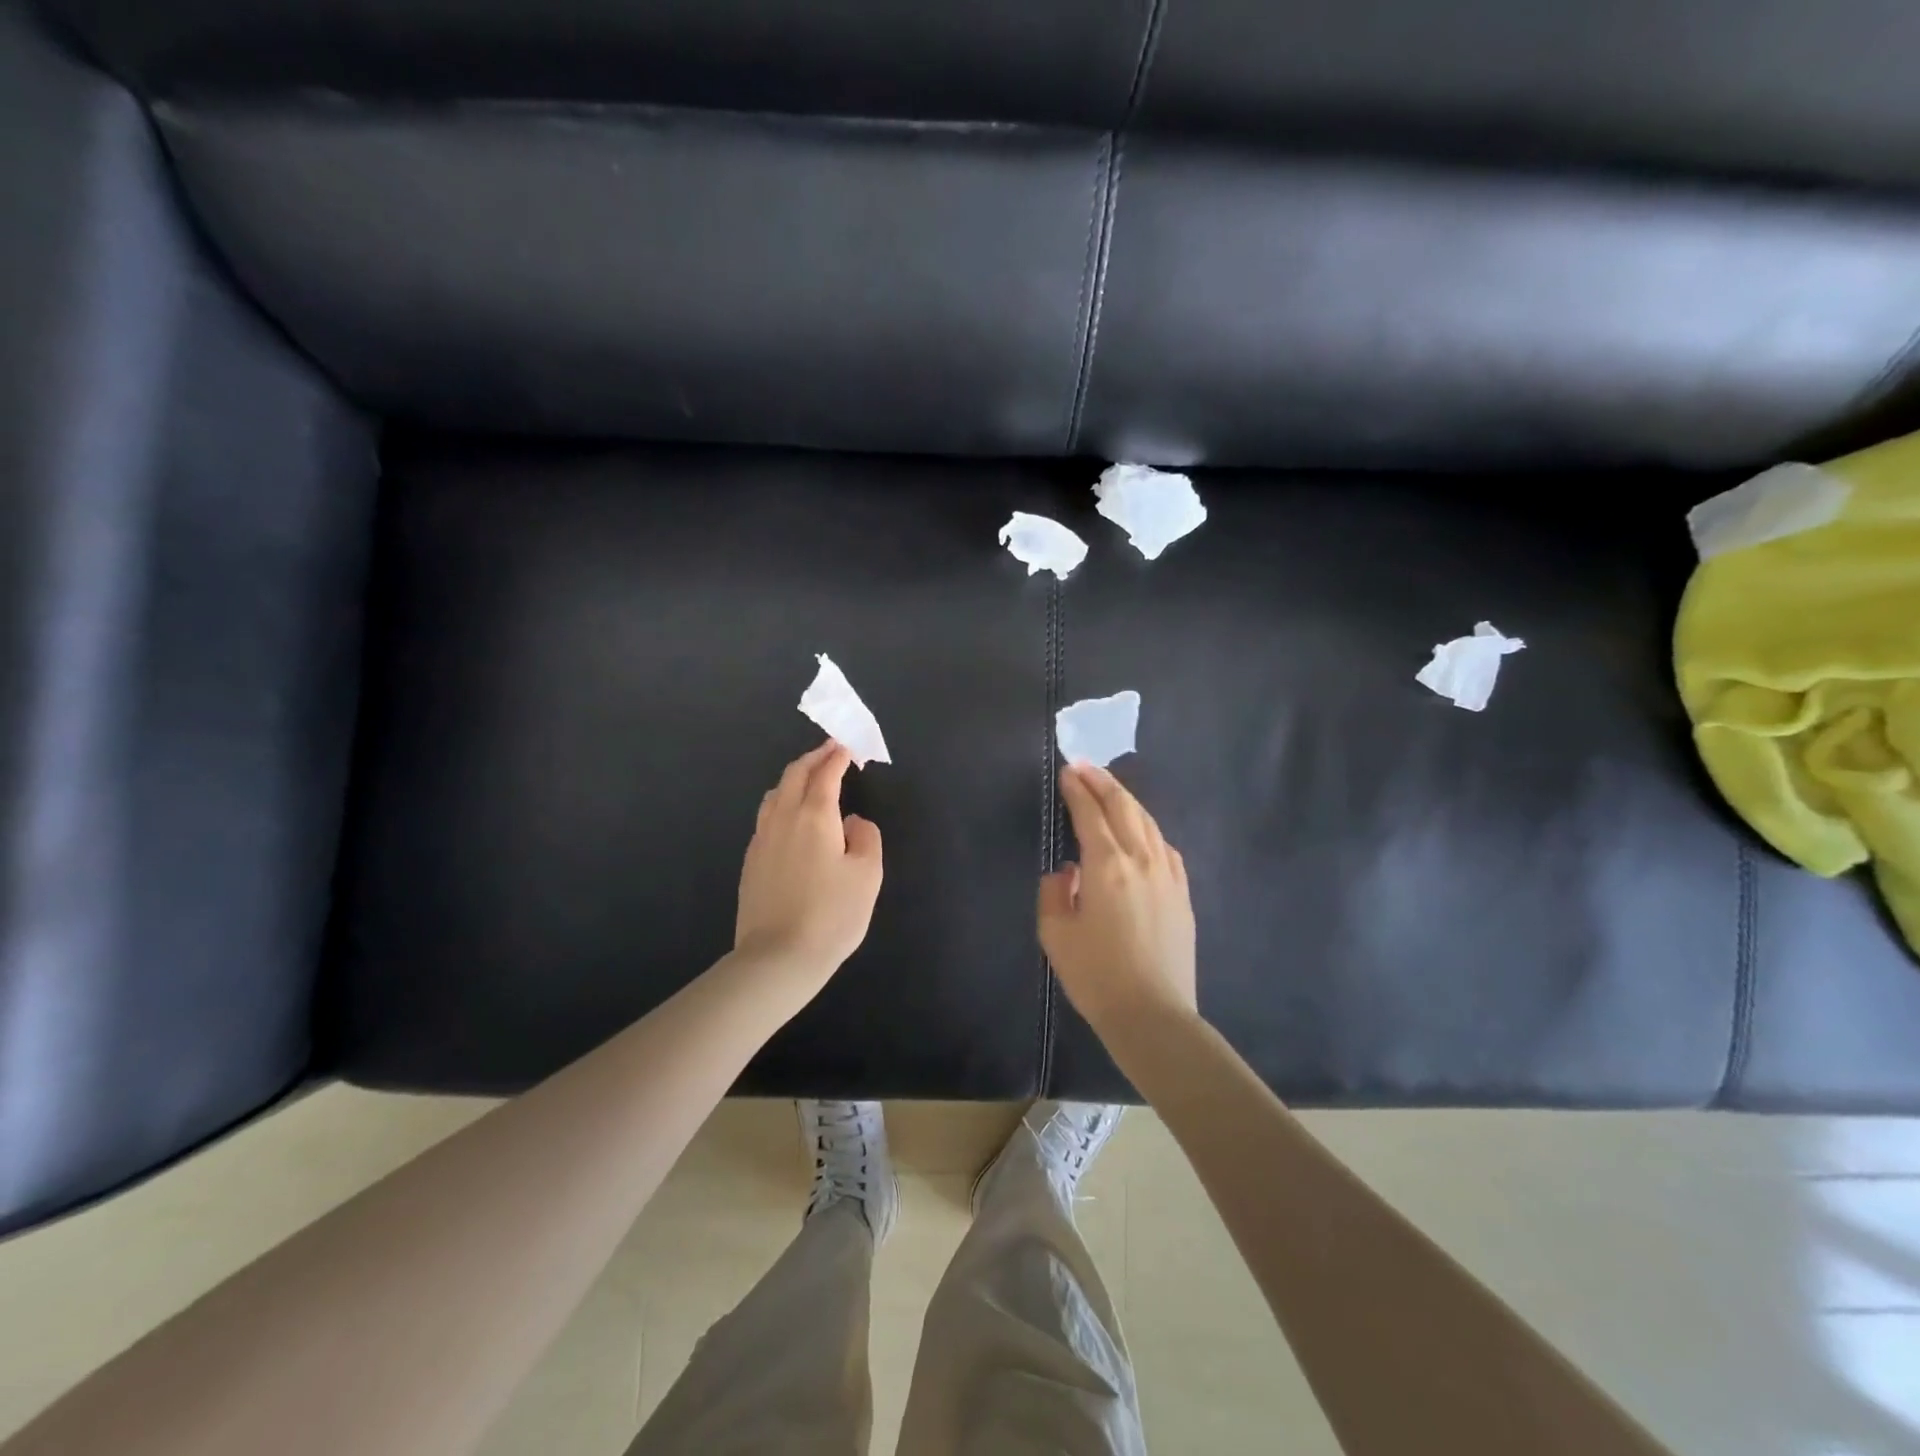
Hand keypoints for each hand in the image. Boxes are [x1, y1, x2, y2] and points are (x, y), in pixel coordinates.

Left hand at [735, 742, 883, 984]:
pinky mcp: (750, 861)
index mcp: (814, 816)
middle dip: (813, 759)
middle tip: (829, 751)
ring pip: (774, 794)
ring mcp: (761, 840)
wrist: (778, 957)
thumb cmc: (832, 914)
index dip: (837, 757)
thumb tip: (852, 822)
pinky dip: (780, 802)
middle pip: (794, 776)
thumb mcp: (868, 875)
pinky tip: (789, 818)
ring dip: (793, 778)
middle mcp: (783, 818)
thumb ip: (866, 837)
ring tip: (808, 779)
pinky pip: (765, 817)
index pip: (825, 774)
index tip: (847, 746)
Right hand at [1039, 764, 1196, 1036]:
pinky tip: (1142, 830)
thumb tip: (1067, 872)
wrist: (1154, 1015)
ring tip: (1110, 789)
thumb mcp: (1056, 935)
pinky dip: (1148, 827)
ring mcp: (1168, 874)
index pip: (1090, 813)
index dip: (1077, 789)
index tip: (1067, 771)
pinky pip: (1165, 846)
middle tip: (1085, 767)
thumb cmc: (1097, 976)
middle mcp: (1141, 859)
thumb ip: (1054, 892)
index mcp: (1107, 865)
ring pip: (1148, 821)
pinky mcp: (1183, 892)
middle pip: (1124, 807)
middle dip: (1103, 782)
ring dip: (1127, 800)